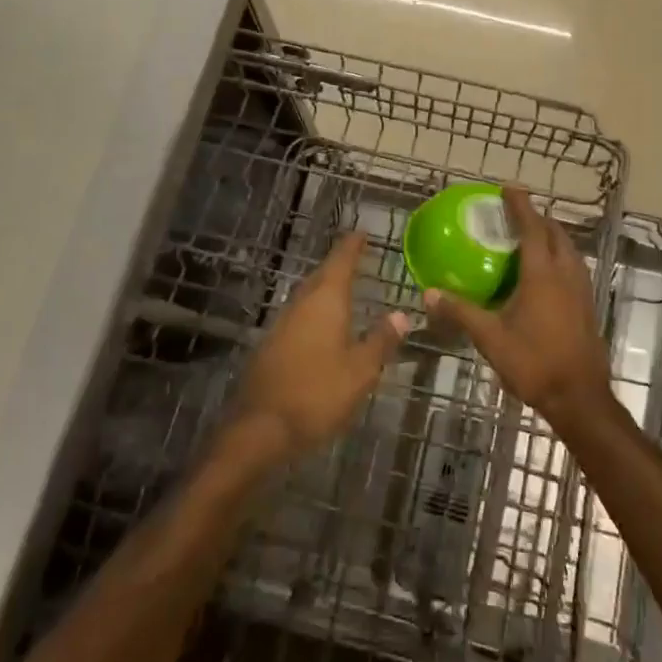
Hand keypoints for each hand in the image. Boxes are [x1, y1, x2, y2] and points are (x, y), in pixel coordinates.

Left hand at [232, 231, 406, 464]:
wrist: (260, 429)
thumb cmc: (318, 394)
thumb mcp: (361, 371)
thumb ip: (381, 340)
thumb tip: (401, 314)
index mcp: (325, 302)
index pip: (340, 262)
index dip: (351, 247)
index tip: (361, 233)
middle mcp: (300, 305)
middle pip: (321, 277)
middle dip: (338, 266)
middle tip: (355, 258)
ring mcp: (281, 325)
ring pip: (307, 297)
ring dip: (324, 289)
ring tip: (342, 290)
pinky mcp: (270, 347)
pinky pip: (298, 317)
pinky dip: (314, 313)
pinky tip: (321, 328)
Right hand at [426, 187, 613, 430]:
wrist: (579, 397)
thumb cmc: (534, 363)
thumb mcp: (491, 338)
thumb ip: (461, 312)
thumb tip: (429, 293)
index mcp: (543, 274)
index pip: (533, 228)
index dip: (521, 205)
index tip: (508, 188)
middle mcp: (566, 274)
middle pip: (556, 233)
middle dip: (538, 218)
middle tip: (515, 213)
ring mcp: (581, 289)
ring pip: (569, 249)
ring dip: (551, 236)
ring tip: (529, 237)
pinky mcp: (587, 304)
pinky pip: (573, 266)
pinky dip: (559, 255)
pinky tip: (543, 273)